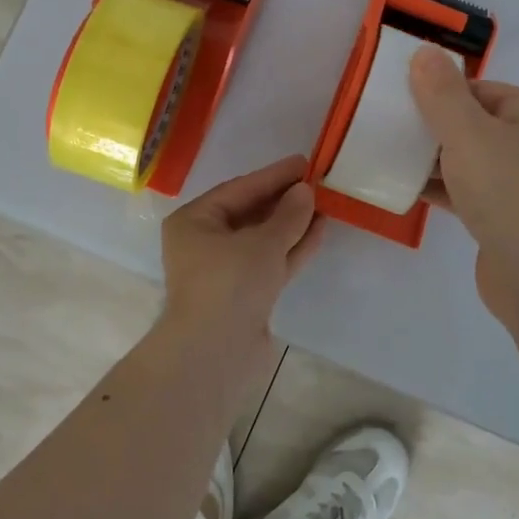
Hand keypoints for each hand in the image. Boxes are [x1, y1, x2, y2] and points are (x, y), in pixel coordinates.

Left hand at [158, 154, 323, 380]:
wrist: (215, 355)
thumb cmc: (229, 284)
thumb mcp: (262, 242)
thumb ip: (288, 214)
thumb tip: (305, 192)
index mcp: (194, 222)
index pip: (239, 189)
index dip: (273, 175)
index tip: (304, 163)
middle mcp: (205, 243)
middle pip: (250, 213)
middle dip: (284, 200)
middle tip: (317, 182)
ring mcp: (226, 271)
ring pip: (264, 239)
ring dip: (293, 223)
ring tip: (325, 204)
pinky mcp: (245, 295)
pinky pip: (271, 261)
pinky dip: (293, 247)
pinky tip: (319, 230)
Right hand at [409, 47, 518, 323]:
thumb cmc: (509, 193)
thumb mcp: (468, 134)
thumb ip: (441, 93)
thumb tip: (424, 51)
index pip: (476, 88)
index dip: (436, 92)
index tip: (394, 101)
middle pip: (470, 122)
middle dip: (429, 126)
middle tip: (385, 128)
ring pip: (467, 158)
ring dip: (430, 158)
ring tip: (386, 155)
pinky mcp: (507, 216)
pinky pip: (466, 190)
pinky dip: (440, 187)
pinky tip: (404, 188)